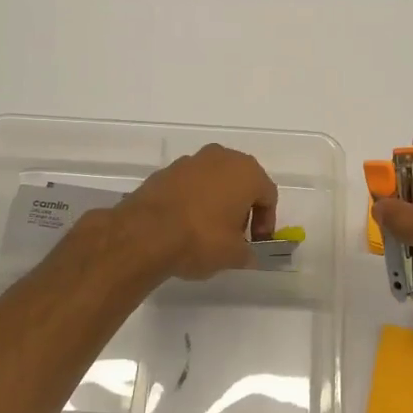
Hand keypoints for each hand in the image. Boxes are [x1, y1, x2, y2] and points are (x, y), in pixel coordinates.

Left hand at [112, 143, 278, 281]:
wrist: (145, 233)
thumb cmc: (201, 239)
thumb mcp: (234, 255)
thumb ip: (247, 253)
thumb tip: (248, 255)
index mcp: (246, 172)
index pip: (267, 195)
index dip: (266, 221)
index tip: (257, 242)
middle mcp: (220, 157)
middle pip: (240, 182)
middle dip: (241, 207)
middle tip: (235, 234)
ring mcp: (190, 161)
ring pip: (213, 181)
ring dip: (216, 201)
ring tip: (208, 230)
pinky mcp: (164, 171)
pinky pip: (189, 185)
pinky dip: (192, 200)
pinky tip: (184, 224)